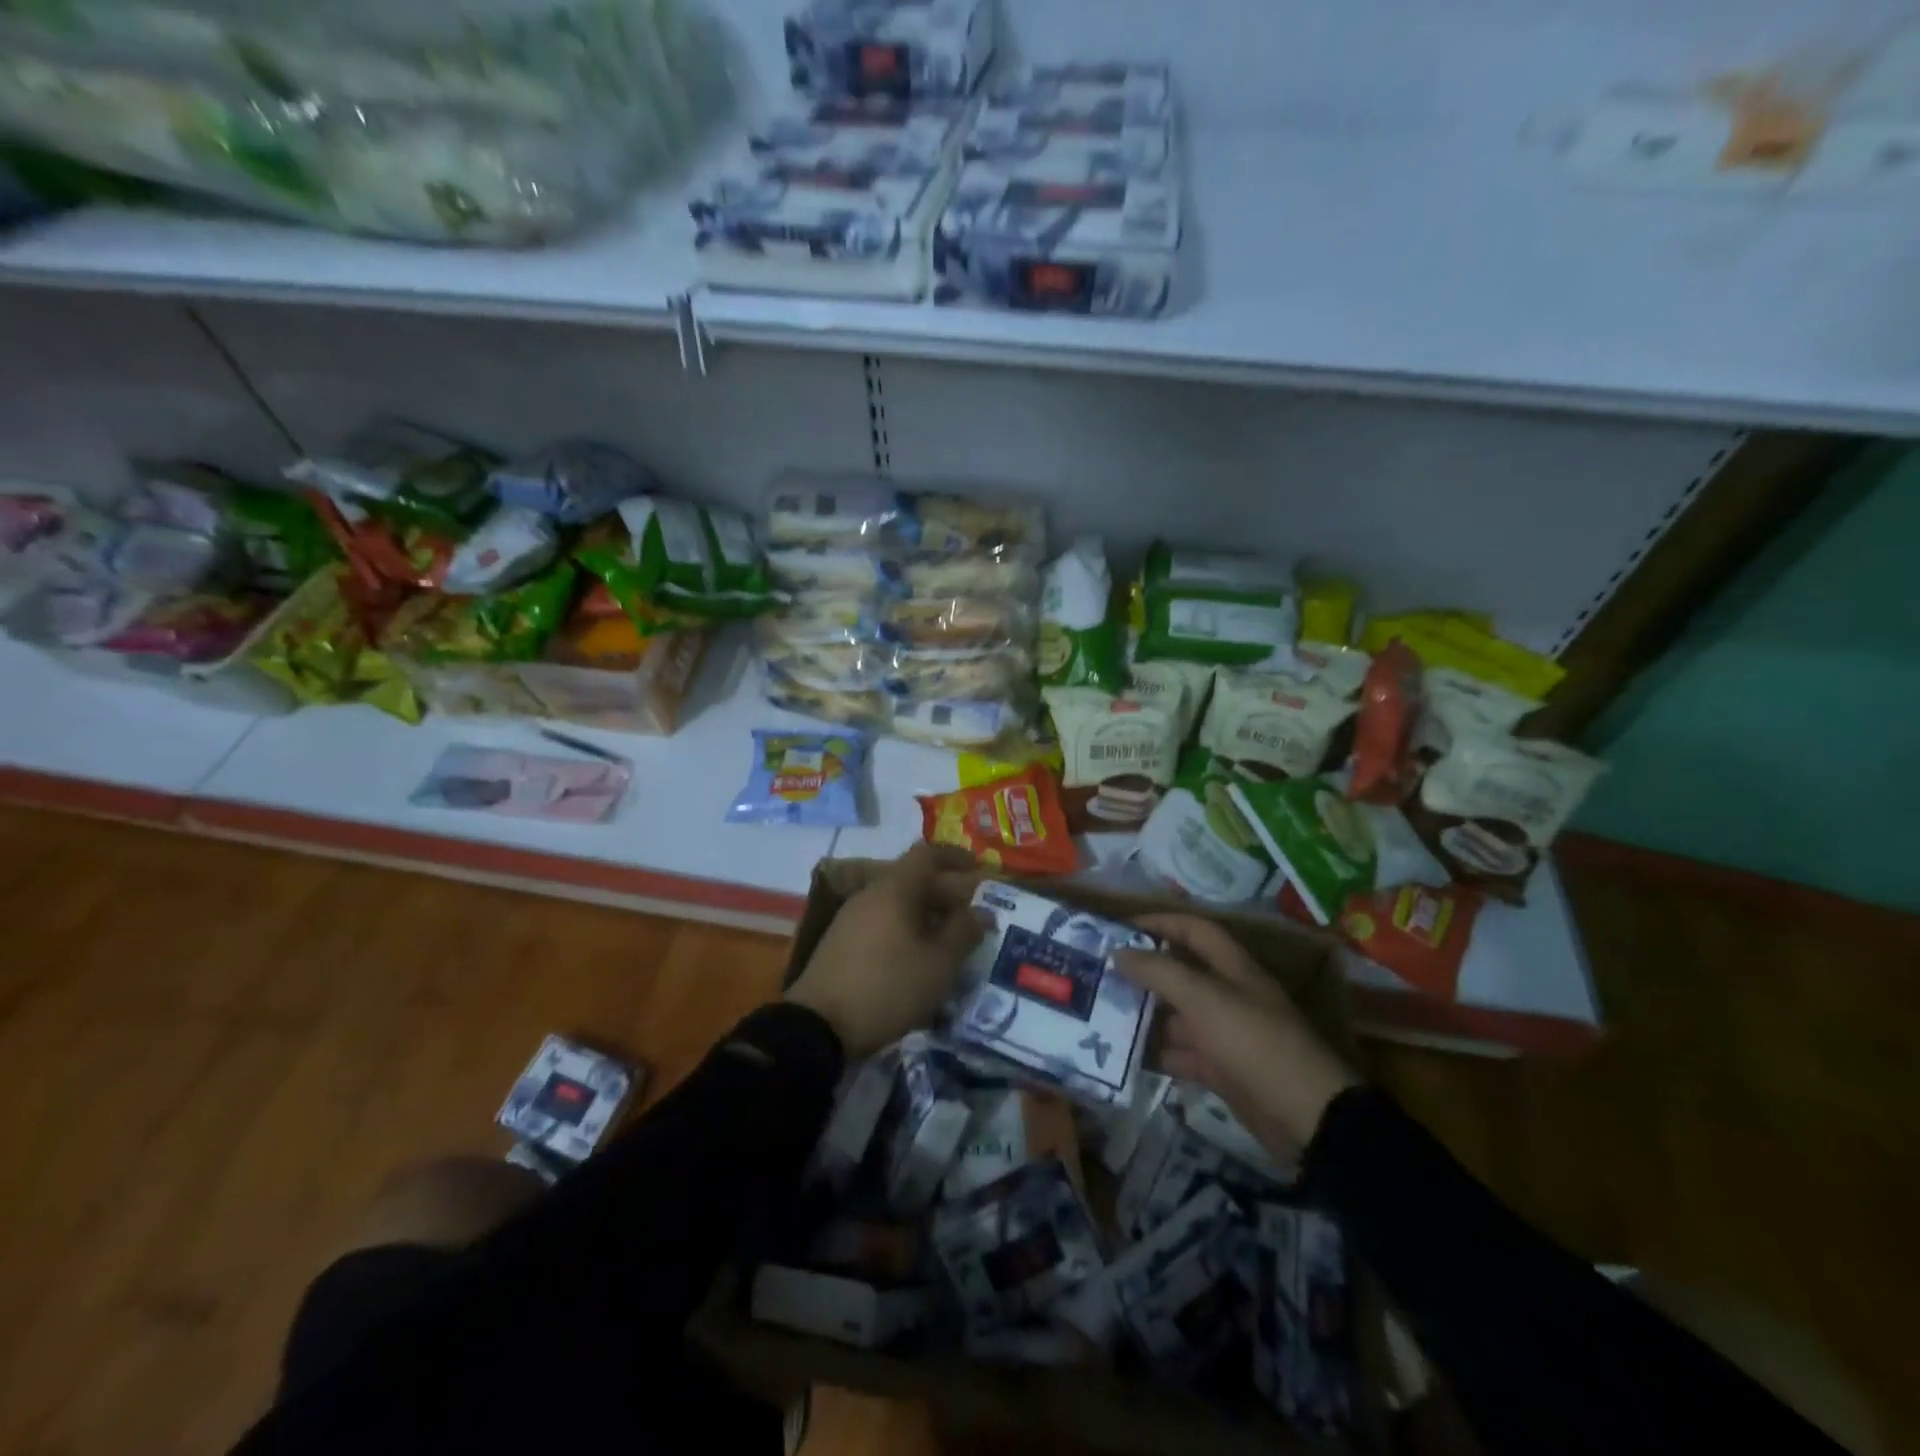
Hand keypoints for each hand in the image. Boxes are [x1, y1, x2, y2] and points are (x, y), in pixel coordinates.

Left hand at [785, 844, 985, 1057]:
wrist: (818, 1027)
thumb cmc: (888, 987)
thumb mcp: (938, 964)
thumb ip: (963, 932)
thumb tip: (981, 912)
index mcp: (894, 889)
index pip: (927, 854)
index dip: (955, 857)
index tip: (979, 869)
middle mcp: (870, 894)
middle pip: (913, 879)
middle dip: (946, 891)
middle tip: (973, 913)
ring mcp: (852, 917)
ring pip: (898, 902)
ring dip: (927, 913)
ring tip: (951, 938)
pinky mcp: (842, 942)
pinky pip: (883, 921)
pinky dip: (907, 928)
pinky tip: (919, 954)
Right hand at [1114, 914, 1360, 1157]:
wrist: (1305, 1115)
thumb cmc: (1253, 1041)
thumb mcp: (1203, 998)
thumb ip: (1159, 972)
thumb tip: (1119, 952)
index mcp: (1232, 968)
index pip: (1195, 930)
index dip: (1161, 923)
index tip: (1121, 929)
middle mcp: (1229, 995)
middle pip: (1182, 974)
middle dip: (1144, 973)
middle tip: (1101, 976)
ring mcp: (1226, 1034)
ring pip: (1178, 1017)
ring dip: (1145, 1016)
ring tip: (1103, 1015)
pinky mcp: (1222, 1069)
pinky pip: (1183, 1054)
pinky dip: (1158, 1054)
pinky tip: (1125, 1056)